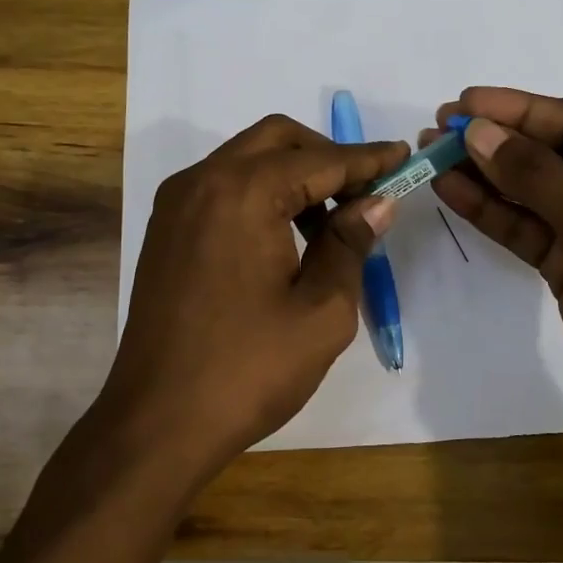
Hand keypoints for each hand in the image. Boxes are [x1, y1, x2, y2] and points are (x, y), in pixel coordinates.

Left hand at [96, 114, 406, 478]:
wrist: (157, 423)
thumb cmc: (248, 370)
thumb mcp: (321, 310)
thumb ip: (350, 243)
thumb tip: (378, 202)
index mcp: (242, 192)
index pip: (321, 159)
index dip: (368, 159)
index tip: (404, 156)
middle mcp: (202, 181)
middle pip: (277, 140)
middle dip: (328, 157)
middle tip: (366, 194)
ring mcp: (177, 203)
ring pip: (247, 160)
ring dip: (293, 176)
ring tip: (331, 227)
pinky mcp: (166, 229)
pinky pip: (222, 187)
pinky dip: (261, 194)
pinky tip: (286, 238)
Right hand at [425, 87, 562, 472]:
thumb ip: (534, 174)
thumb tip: (475, 131)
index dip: (520, 110)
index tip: (463, 102)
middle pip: (554, 152)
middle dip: (498, 140)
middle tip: (438, 126)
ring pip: (534, 191)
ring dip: (485, 174)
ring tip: (430, 153)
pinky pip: (527, 228)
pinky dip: (491, 211)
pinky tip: (451, 190)